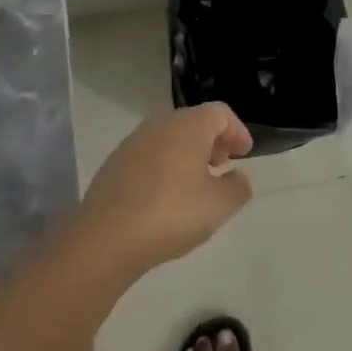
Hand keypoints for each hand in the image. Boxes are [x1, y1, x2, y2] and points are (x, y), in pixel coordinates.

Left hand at [74, 104, 254, 280]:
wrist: (106, 237)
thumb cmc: (172, 213)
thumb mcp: (220, 206)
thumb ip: (238, 187)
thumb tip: (236, 177)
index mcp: (189, 125)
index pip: (220, 113)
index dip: (237, 130)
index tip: (245, 154)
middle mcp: (160, 124)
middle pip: (194, 121)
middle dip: (213, 141)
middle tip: (223, 165)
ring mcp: (133, 142)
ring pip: (170, 137)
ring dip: (188, 153)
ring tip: (196, 183)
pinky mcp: (115, 163)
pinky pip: (150, 155)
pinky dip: (165, 165)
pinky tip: (167, 195)